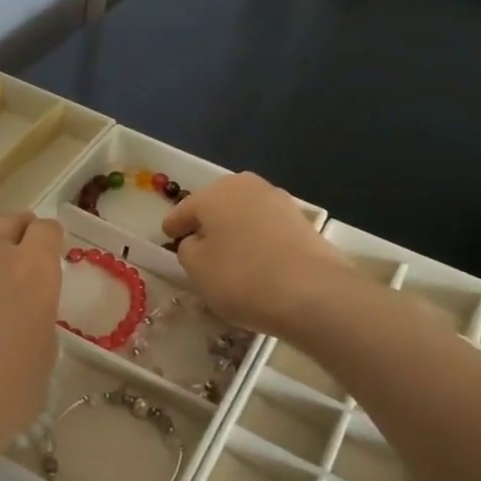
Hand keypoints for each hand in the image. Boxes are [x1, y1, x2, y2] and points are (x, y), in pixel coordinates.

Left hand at [0, 213, 63, 469]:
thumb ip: (38, 324)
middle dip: (18, 231)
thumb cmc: (0, 399)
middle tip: (19, 251)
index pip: (47, 231)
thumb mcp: (42, 363)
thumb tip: (26, 315)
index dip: (50, 240)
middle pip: (8, 221)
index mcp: (33, 271)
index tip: (49, 254)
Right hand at [162, 173, 348, 337]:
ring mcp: (280, 202)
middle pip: (217, 207)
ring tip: (228, 259)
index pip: (185, 209)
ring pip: (244, 217)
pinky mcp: (303, 223)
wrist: (313, 294)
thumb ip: (188, 249)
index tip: (167, 238)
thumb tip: (198, 241)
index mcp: (215, 192)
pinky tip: (256, 264)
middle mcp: (248, 186)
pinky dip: (257, 243)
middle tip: (198, 249)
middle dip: (207, 225)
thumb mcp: (196, 268)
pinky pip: (267, 231)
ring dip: (234, 233)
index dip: (173, 226)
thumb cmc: (241, 277)